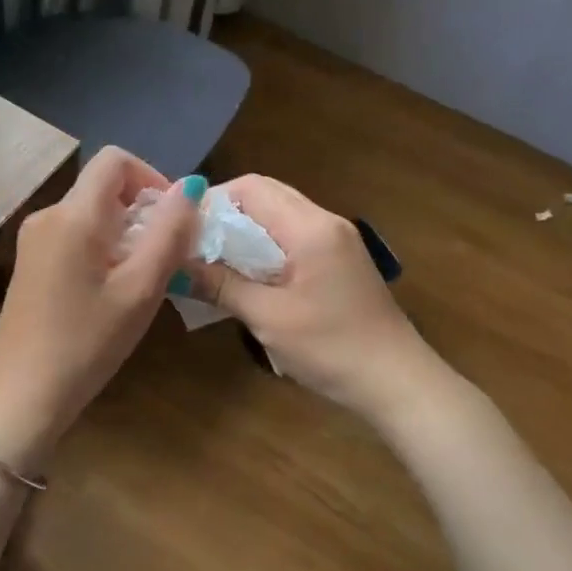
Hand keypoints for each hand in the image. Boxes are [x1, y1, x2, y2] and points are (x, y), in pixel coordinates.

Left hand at [0, 147, 198, 469]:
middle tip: (163, 258)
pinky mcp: (30, 263)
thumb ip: (169, 232)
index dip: (151, 177)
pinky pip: (74, 236)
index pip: (115, 159)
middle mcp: (47, 216)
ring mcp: (33, 240)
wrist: (21, 396)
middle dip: (141, 211)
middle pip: (103, 187)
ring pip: (90, 214)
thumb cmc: (87, 343)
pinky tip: (111, 292)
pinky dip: (102, 249)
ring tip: (141, 281)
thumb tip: (191, 185)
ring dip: (125, 233)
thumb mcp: (141, 289)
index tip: (171, 219)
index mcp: (72, 215)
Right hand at [195, 175, 435, 420]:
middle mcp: (325, 222)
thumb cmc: (331, 348)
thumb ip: (221, 285)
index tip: (184, 228)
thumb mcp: (268, 318)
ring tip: (213, 259)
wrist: (396, 382)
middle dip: (226, 213)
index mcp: (310, 228)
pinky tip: (246, 274)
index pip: (252, 188)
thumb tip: (175, 265)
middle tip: (193, 243)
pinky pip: (293, 236)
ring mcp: (337, 240)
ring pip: (280, 215)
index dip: (213, 200)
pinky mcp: (340, 260)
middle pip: (266, 195)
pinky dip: (265, 246)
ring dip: (245, 230)